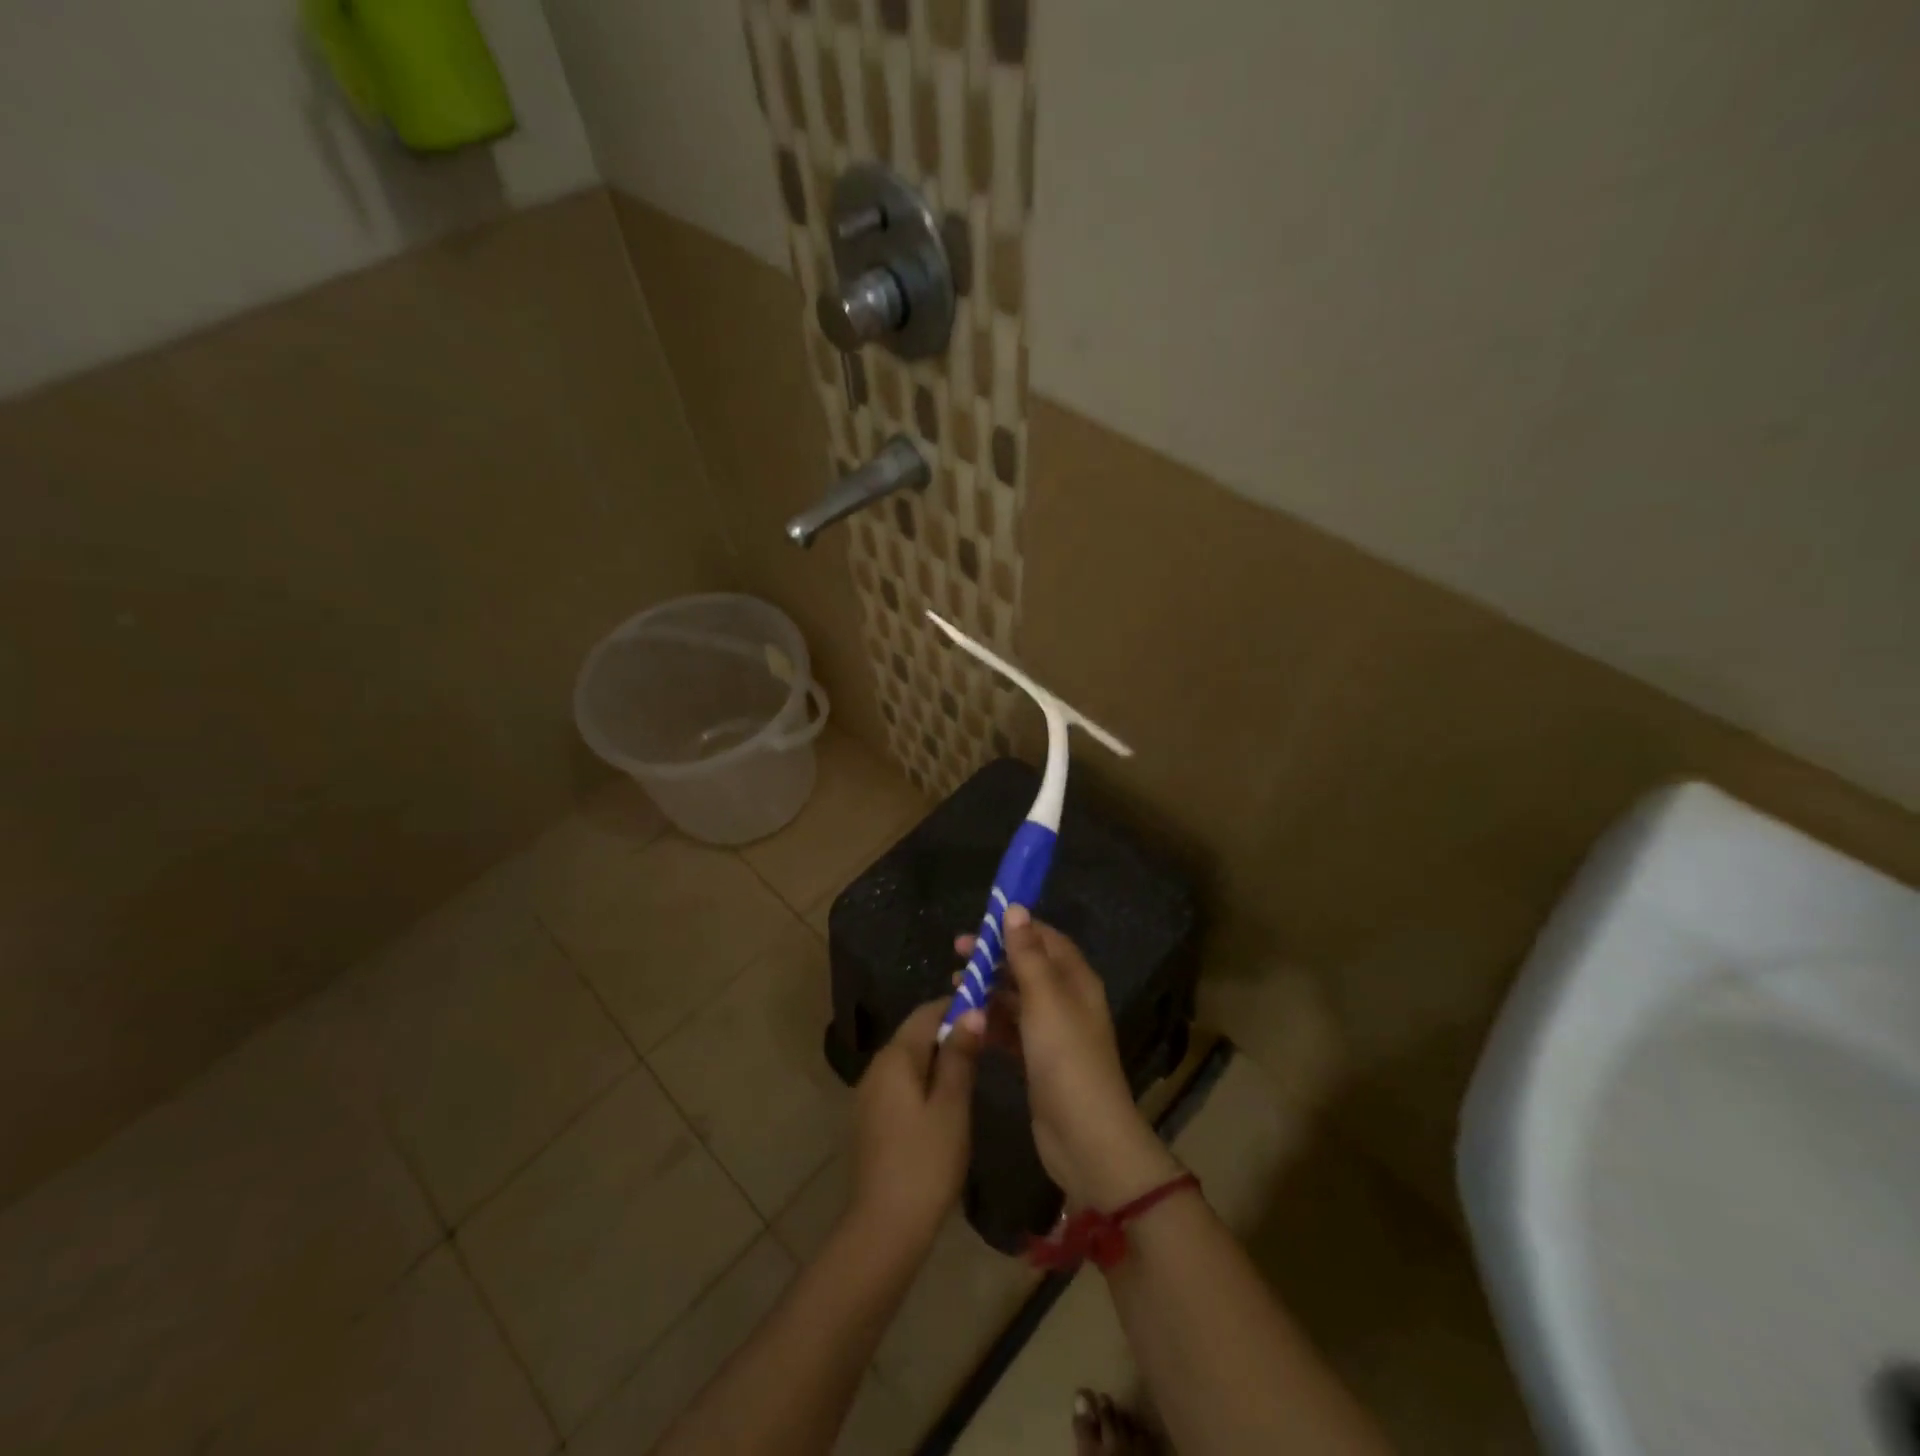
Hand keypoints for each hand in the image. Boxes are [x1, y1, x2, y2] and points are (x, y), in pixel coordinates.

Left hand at [848, 999, 984, 1250]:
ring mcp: (869, 1094)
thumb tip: (971, 1011)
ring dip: (939, 1058)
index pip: (927, 1012)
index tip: (989, 1011)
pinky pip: (901, 1084)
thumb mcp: (952, 1106)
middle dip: (950, 1032)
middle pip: (916, 1034)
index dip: (958, 1006)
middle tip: (987, 1044)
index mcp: (895, 1057)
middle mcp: (876, 1067)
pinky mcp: (871, 1119)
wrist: (884, 1229)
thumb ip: (960, 1056)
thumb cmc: (926, 1163)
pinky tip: (947, 1102)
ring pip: (909, 1060)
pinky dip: (925, 1081)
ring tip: (974, 1070)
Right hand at [964, 907, 1182, 1210]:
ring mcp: (1053, 1034)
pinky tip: (967, 1021)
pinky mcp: (1039, 1062)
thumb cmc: (1065, 1057)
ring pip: (1016, 999)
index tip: (980, 923)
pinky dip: (991, 1022)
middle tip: (957, 953)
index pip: (1046, 939)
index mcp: (1076, 980)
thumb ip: (1027, 954)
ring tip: (954, 986)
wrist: (1084, 1137)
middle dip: (995, 957)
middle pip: (1028, 967)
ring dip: (989, 989)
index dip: (1015, 927)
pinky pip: (1011, 1030)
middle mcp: (1067, 1001)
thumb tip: (1015, 908)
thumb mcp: (1044, 998)